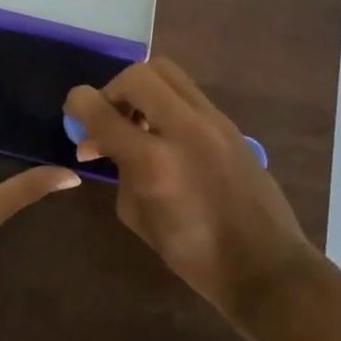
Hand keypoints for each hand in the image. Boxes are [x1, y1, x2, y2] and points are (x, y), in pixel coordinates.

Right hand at [66, 59, 313, 326]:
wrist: (266, 266)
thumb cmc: (194, 254)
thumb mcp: (138, 217)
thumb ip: (118, 170)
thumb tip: (104, 144)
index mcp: (154, 161)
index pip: (101, 110)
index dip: (78, 104)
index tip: (73, 112)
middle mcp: (184, 129)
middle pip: (137, 75)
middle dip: (113, 90)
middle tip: (110, 118)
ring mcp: (213, 122)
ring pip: (167, 73)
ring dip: (142, 90)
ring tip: (138, 122)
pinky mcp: (230, 124)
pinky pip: (187, 93)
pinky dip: (166, 102)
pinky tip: (165, 134)